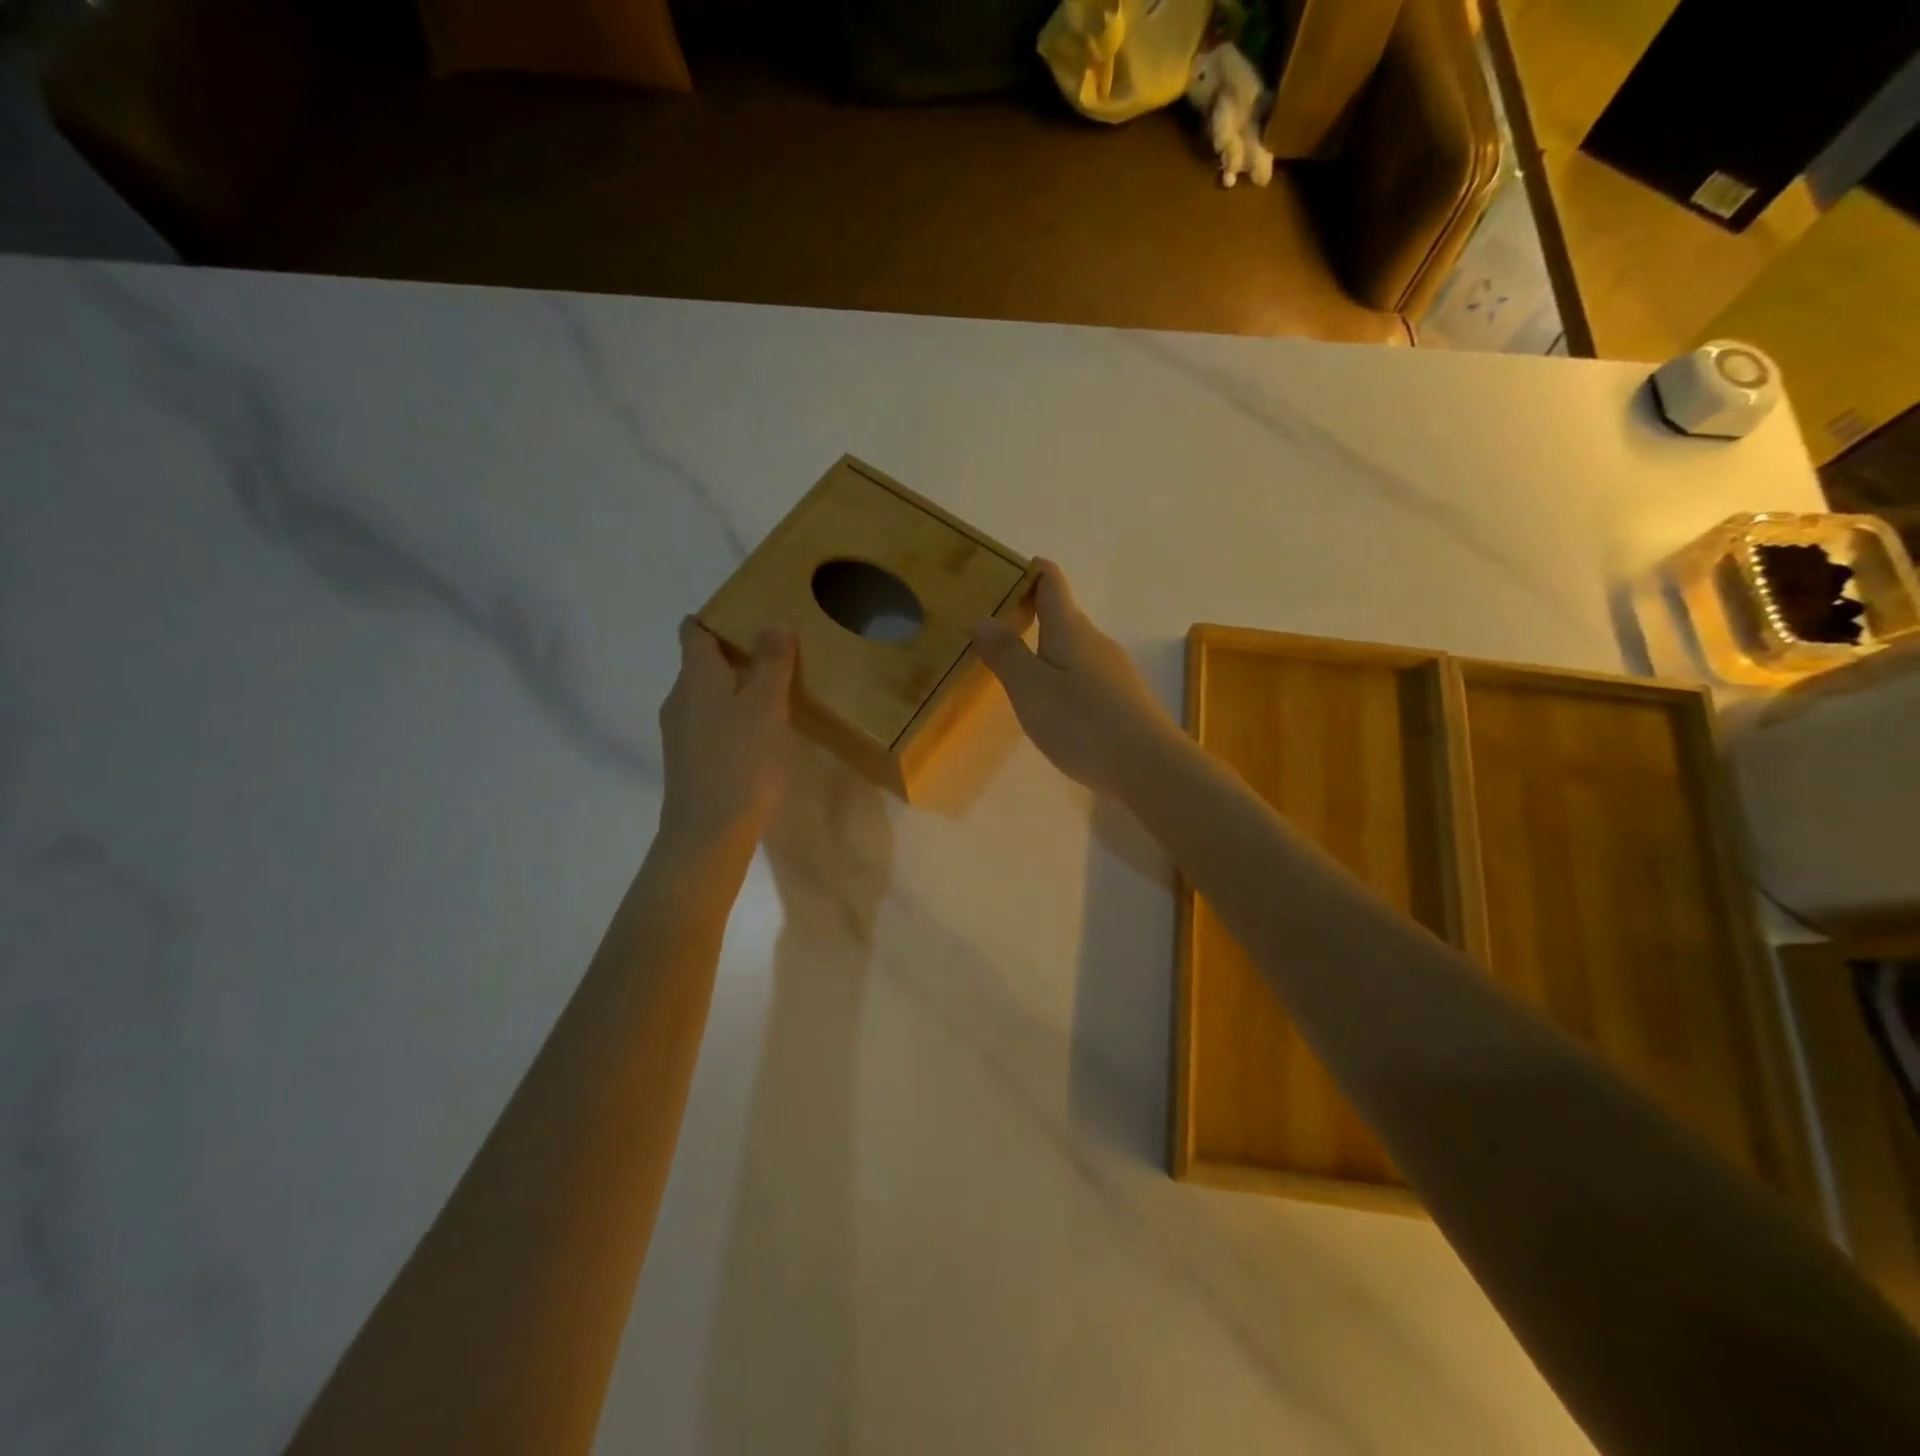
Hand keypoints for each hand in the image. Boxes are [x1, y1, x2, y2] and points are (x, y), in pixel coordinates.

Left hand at [655, 618, 794, 870]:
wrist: (707, 835)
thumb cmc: (739, 763)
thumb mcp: (765, 707)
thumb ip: (771, 663)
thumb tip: (774, 622)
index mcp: (695, 677)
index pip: (694, 632)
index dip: (716, 617)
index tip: (748, 612)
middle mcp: (680, 698)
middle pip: (701, 662)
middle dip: (733, 651)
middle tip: (776, 649)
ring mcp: (681, 732)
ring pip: (707, 694)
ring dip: (735, 685)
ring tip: (774, 689)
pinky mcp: (690, 759)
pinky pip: (711, 721)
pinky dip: (732, 714)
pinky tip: (760, 730)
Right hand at [971, 560, 1181, 799]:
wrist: (1149, 767)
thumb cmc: (1082, 723)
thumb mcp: (1031, 689)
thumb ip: (1006, 653)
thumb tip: (982, 618)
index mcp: (1071, 630)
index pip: (1052, 584)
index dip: (1032, 571)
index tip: (1006, 570)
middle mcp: (1096, 642)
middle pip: (1064, 615)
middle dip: (1032, 613)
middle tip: (997, 625)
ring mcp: (1114, 671)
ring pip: (1076, 647)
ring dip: (1048, 648)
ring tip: (1018, 666)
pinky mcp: (1123, 700)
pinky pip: (1086, 674)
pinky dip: (1064, 675)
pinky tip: (1053, 702)